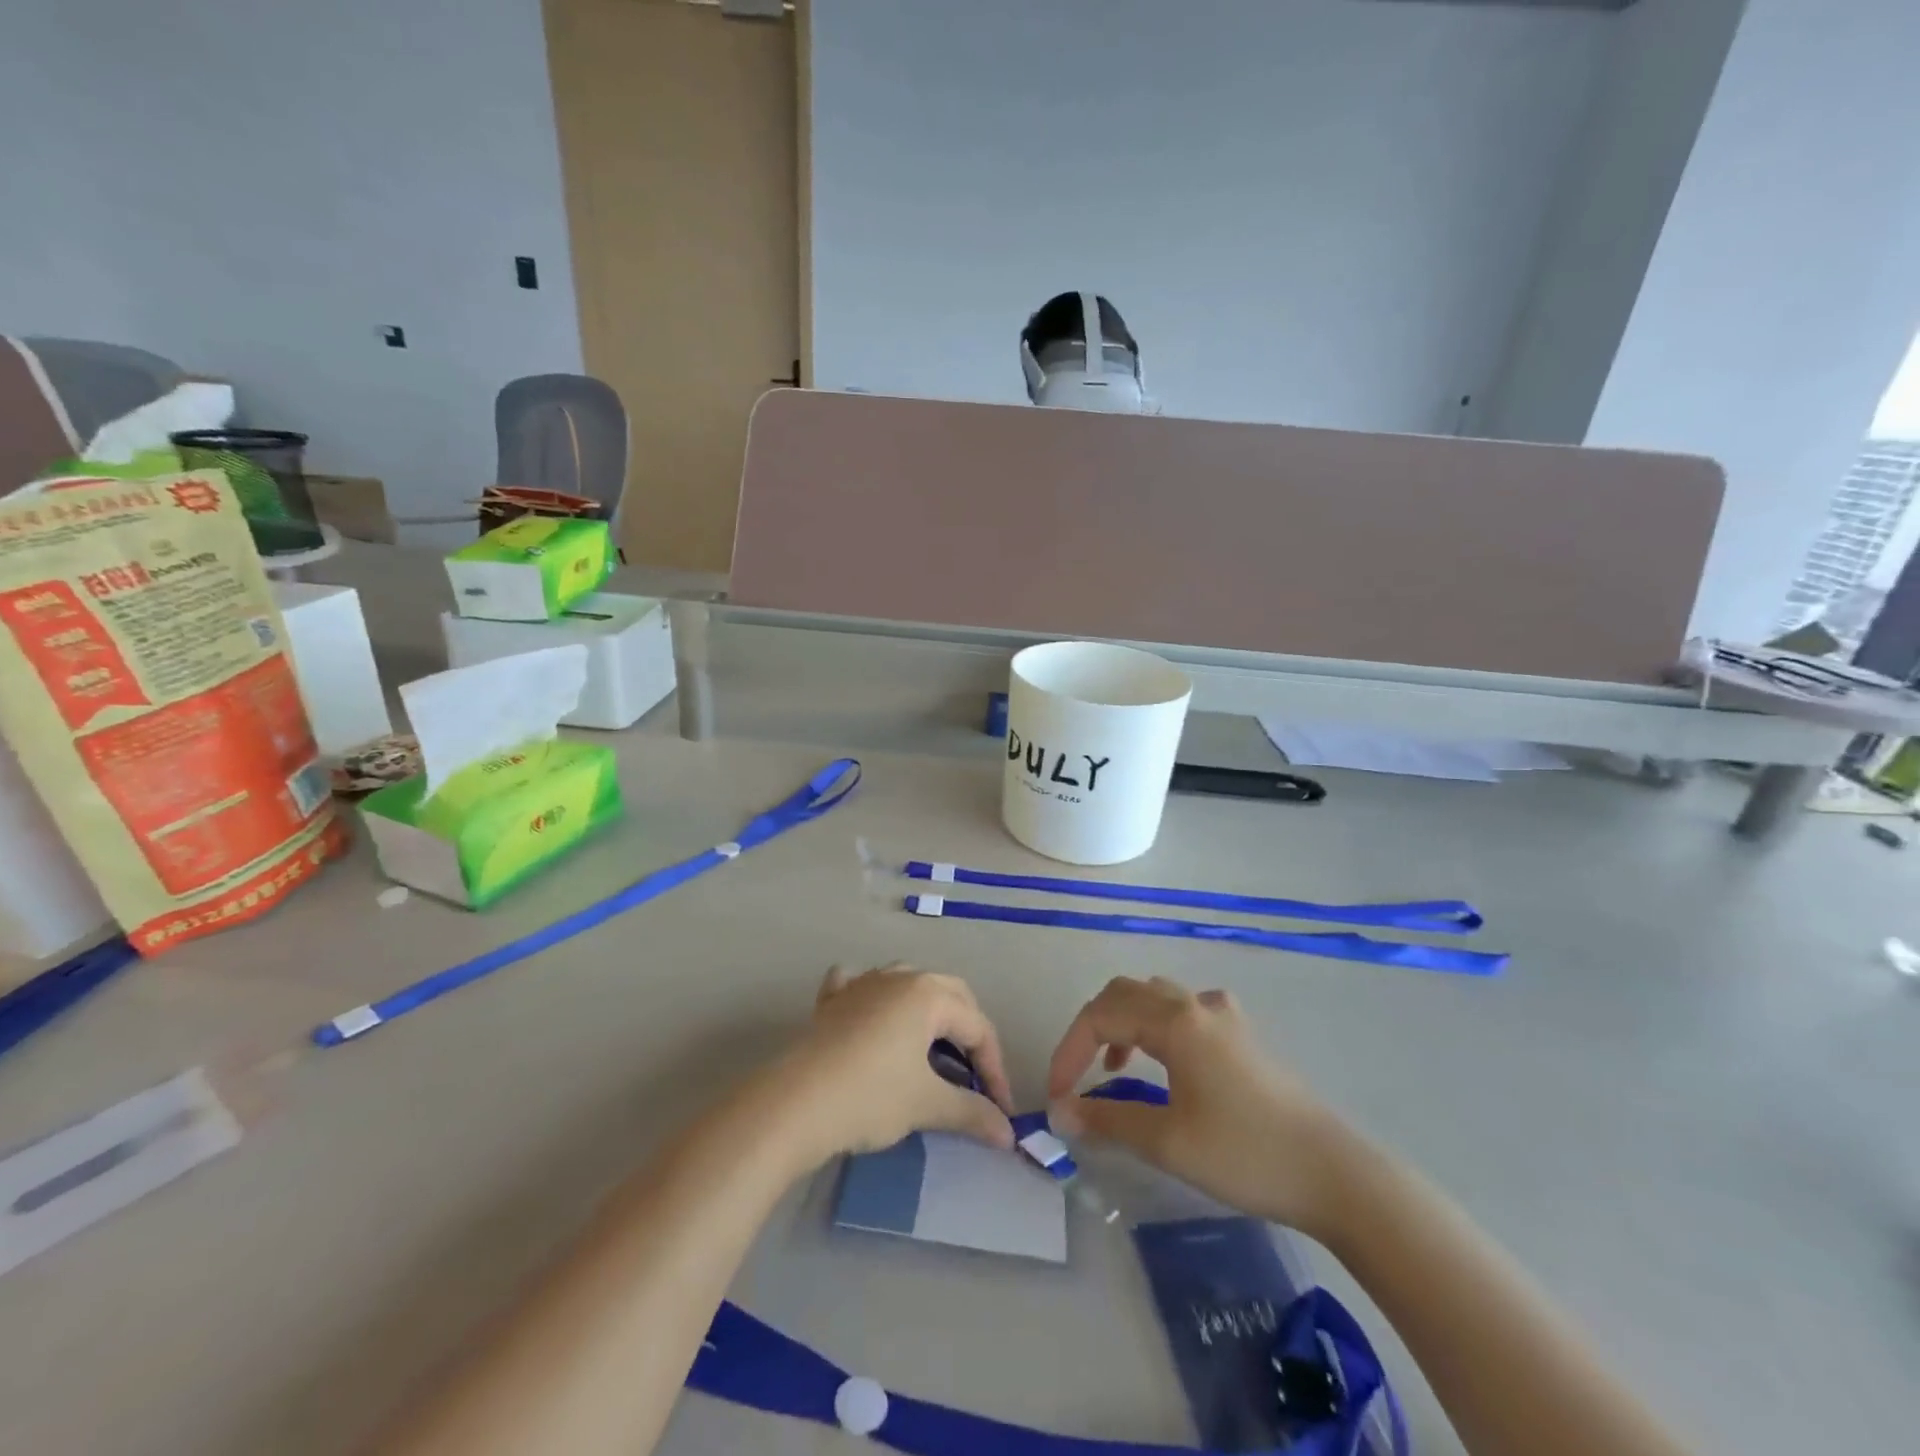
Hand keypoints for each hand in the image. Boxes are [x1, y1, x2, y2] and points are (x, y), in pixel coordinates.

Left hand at [781, 964, 1015, 1164]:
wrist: (795, 1103)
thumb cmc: (871, 1096)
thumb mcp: (927, 1104)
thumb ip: (972, 1113)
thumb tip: (1007, 1134)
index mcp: (929, 993)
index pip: (978, 1027)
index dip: (995, 1069)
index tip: (999, 1110)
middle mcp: (899, 976)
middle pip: (950, 994)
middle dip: (968, 1031)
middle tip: (974, 1072)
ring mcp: (862, 983)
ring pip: (907, 982)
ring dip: (927, 1009)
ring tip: (932, 1045)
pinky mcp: (831, 1000)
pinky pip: (859, 984)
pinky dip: (872, 996)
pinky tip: (870, 1013)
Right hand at [1046, 976, 1351, 1239]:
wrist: (1335, 1174)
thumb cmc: (1246, 1154)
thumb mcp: (1168, 1141)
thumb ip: (1108, 1120)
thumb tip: (1061, 1113)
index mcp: (1175, 1020)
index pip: (1101, 1014)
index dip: (1069, 1050)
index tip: (1056, 1095)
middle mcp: (1196, 1004)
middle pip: (1125, 993)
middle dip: (1091, 1028)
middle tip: (1077, 1075)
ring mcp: (1224, 1015)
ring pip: (1155, 997)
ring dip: (1123, 1021)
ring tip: (1113, 1066)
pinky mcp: (1242, 1035)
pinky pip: (1183, 1010)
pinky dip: (1155, 1026)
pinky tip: (1163, 1062)